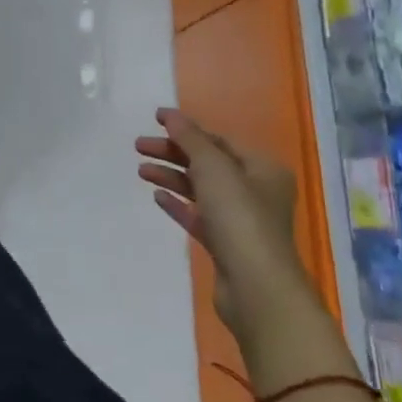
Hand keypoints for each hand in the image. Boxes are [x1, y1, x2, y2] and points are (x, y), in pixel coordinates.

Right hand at [135, 109, 309, 330]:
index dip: (186, 129)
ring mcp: (241, 219)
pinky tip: (157, 197)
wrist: (256, 287)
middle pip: (207, 163)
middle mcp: (256, 191)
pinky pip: (198, 215)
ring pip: (200, 189)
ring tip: (141, 171)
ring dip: (171, 176)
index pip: (219, 140)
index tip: (154, 121)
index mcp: (262, 169)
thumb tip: (170, 114)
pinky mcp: (226, 244)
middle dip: (173, 152)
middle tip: (138, 147)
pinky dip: (178, 204)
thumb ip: (190, 139)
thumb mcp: (214, 168)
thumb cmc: (240, 218)